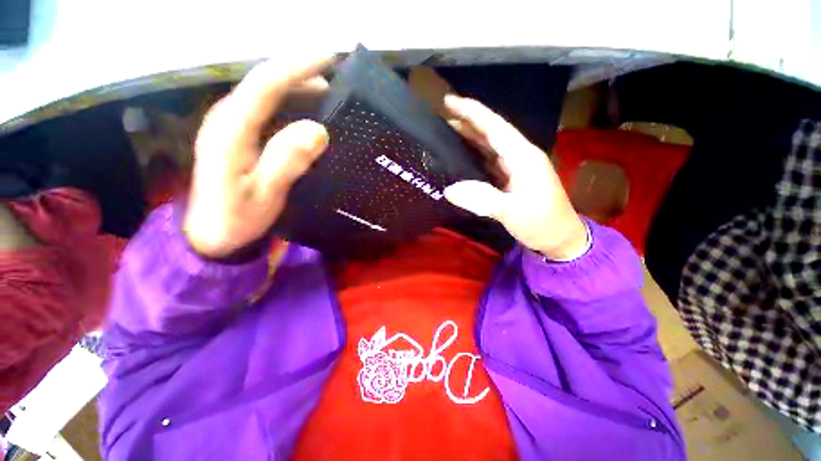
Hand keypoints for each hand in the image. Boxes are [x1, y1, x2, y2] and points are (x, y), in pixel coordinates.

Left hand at [184, 54, 333, 257]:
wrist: (211, 237)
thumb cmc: (236, 219)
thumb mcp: (265, 194)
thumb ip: (287, 161)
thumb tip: (318, 130)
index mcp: (231, 129)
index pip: (265, 84)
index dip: (297, 66)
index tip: (329, 58)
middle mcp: (228, 119)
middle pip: (265, 83)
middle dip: (300, 74)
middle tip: (336, 81)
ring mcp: (231, 127)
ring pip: (266, 96)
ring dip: (297, 89)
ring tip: (328, 95)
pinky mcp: (238, 138)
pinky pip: (267, 112)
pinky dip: (290, 107)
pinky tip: (307, 116)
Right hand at [443, 95, 587, 259]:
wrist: (560, 238)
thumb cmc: (541, 223)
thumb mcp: (512, 212)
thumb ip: (481, 199)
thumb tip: (449, 190)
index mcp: (523, 157)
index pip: (495, 127)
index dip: (472, 113)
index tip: (449, 102)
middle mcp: (520, 156)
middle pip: (492, 132)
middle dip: (469, 121)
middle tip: (443, 117)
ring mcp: (517, 167)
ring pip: (491, 146)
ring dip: (471, 137)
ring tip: (449, 132)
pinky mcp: (512, 178)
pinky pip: (491, 161)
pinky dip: (476, 156)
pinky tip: (464, 156)